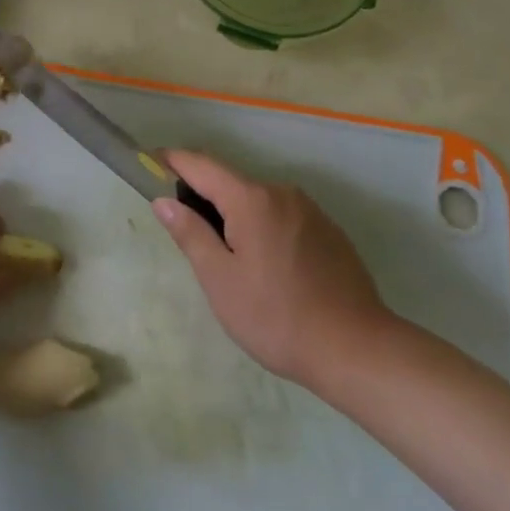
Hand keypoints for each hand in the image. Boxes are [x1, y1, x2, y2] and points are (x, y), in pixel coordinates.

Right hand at [153, 150, 397, 390]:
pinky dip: (264, 228)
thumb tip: (163, 200)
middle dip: (204, 196)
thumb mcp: (220, 281)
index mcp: (251, 199)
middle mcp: (281, 192)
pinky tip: (269, 269)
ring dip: (236, 216)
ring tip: (231, 261)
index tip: (151, 164)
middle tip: (189, 234)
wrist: (358, 350)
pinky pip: (283, 216)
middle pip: (230, 182)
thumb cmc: (277, 317)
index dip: (172, 161)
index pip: (201, 164)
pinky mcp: (329, 231)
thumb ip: (190, 234)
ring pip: (258, 201)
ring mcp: (309, 210)